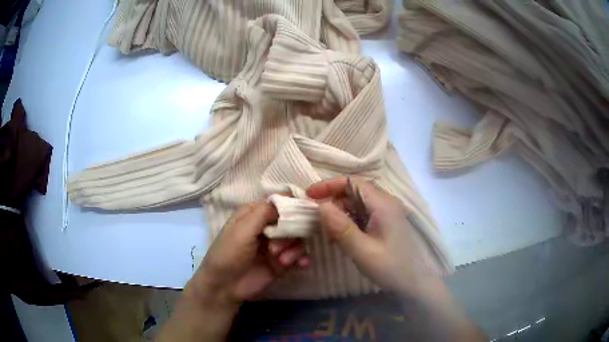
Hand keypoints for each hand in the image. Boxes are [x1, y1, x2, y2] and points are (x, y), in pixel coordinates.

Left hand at [186, 200, 309, 307]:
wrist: (225, 286)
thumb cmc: (229, 253)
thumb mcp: (243, 229)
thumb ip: (264, 212)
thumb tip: (287, 196)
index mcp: (255, 214)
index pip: (279, 202)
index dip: (292, 205)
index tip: (304, 211)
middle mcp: (268, 227)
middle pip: (292, 220)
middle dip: (291, 233)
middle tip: (276, 248)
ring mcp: (276, 245)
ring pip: (297, 239)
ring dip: (294, 249)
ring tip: (282, 261)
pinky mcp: (282, 262)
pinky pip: (299, 256)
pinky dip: (302, 259)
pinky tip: (301, 265)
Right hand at [308, 178, 486, 340]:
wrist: (413, 282)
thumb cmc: (390, 267)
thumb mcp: (362, 250)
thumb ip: (341, 227)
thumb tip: (320, 206)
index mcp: (383, 204)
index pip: (353, 182)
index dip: (329, 185)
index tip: (309, 195)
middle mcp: (386, 202)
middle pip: (355, 190)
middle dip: (333, 198)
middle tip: (315, 215)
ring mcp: (387, 212)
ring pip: (358, 202)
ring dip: (340, 210)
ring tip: (327, 229)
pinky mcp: (386, 222)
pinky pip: (363, 213)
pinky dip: (349, 219)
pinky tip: (341, 235)